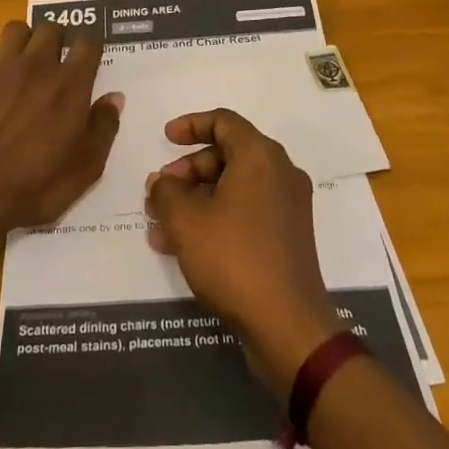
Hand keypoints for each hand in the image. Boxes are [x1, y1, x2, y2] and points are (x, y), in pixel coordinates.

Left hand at [0, 19, 122, 232]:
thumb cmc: (35, 187)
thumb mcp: (85, 169)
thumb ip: (103, 128)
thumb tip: (114, 97)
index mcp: (70, 85)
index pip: (88, 44)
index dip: (90, 48)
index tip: (89, 60)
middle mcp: (36, 66)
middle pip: (50, 28)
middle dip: (56, 39)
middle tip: (54, 61)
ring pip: (13, 29)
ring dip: (20, 39)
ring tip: (19, 59)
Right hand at [145, 109, 340, 394]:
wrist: (288, 326)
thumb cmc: (234, 259)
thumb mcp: (186, 221)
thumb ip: (166, 192)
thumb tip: (162, 183)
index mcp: (260, 156)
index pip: (223, 122)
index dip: (191, 125)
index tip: (165, 139)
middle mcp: (280, 172)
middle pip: (228, 154)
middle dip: (189, 171)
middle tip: (160, 192)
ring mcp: (288, 206)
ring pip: (234, 187)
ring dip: (197, 199)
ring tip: (162, 225)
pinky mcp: (288, 236)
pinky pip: (246, 211)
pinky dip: (216, 218)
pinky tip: (183, 246)